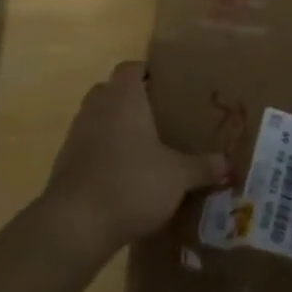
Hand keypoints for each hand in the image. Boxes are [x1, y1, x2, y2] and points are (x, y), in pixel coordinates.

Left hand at [39, 62, 229, 262]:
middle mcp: (97, 106)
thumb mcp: (178, 176)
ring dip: (114, 128)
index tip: (165, 85)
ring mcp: (75, 134)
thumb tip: (228, 164)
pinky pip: (87, 147)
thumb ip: (202, 167)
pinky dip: (101, 154)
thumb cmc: (131, 182)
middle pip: (111, 90)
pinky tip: (121, 177)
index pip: (131, 67)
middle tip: (157, 116)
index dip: (147, 72)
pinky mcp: (63, 164)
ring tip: (141, 148)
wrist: (75, 225)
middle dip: (131, 100)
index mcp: (124, 96)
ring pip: (97, 118)